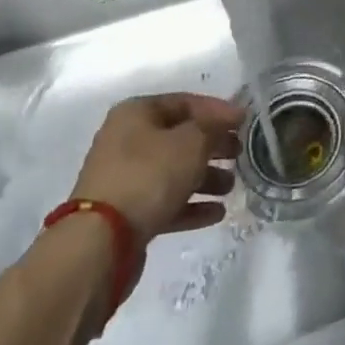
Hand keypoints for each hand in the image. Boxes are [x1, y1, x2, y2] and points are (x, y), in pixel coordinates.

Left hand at [71, 94, 243, 242]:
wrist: (100, 242)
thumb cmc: (149, 175)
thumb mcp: (191, 141)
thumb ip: (213, 127)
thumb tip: (227, 120)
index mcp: (136, 113)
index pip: (185, 102)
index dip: (218, 110)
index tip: (244, 121)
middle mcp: (127, 141)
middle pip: (180, 137)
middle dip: (212, 146)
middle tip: (239, 153)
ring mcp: (124, 179)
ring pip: (174, 172)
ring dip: (205, 177)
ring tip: (230, 186)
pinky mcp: (126, 214)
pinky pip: (165, 201)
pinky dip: (190, 205)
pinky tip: (216, 212)